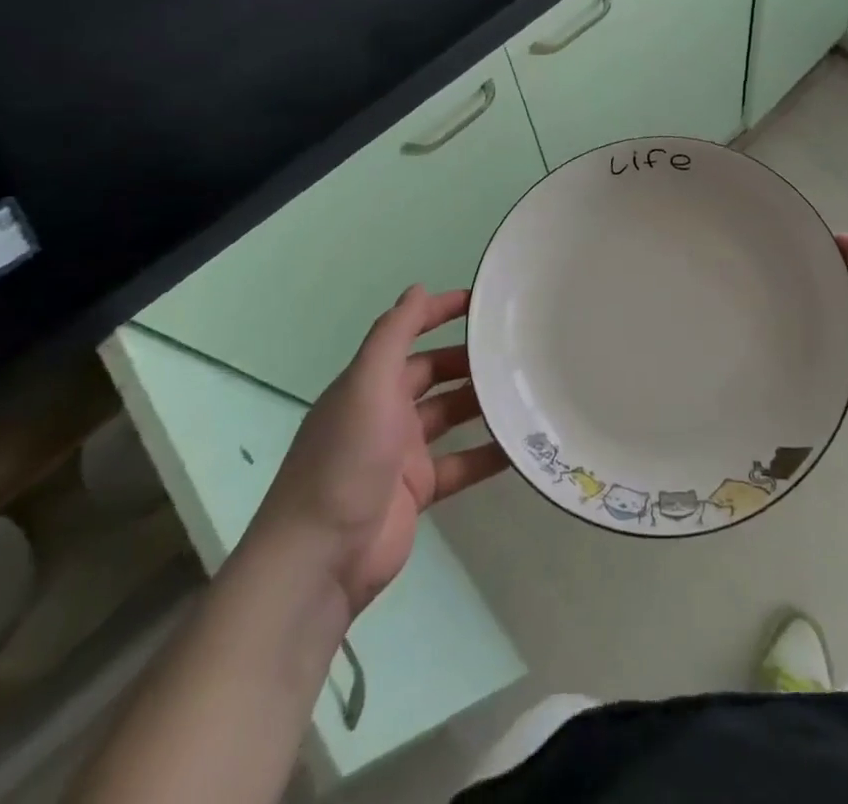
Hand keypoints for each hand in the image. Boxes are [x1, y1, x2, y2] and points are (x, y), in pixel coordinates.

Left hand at [254, 286, 508, 618]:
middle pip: (434, 374)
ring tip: (527, 388)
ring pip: (451, 416)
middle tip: (516, 349)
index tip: (482, 302)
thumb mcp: (366, 385)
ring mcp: (402, 453)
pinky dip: (487, 454)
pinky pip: (460, 463)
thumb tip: (416, 288)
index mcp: (369, 383)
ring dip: (482, 403)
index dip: (438, 312)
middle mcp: (385, 412)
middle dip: (469, 360)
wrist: (320, 560)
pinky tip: (521, 445)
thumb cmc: (345, 460)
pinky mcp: (417, 491)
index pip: (407, 334)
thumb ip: (392, 335)